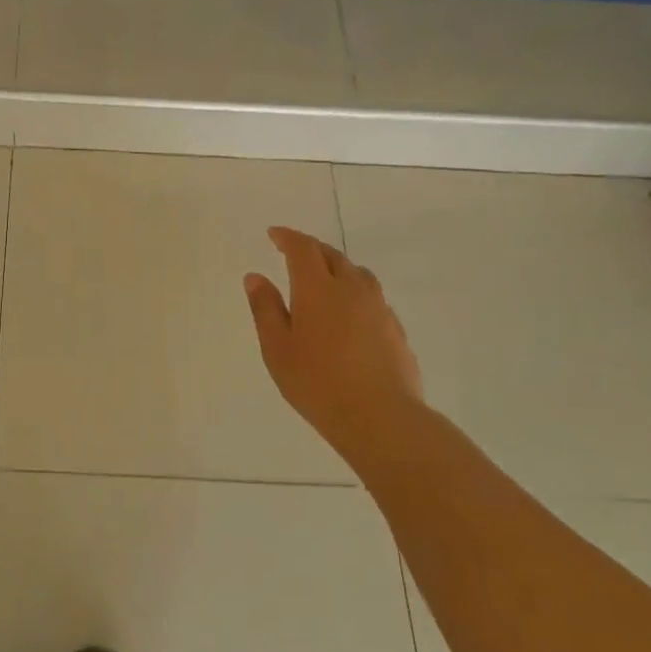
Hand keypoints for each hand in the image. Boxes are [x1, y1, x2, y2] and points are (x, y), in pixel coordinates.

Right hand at [244, 227, 422, 454]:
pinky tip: (349, 315)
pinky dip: (355, 292)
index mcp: (317, 288)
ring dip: (337, 267)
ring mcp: (378, 308)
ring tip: (324, 279)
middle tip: (294, 253)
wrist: (381, 417)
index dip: (287, 237)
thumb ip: (265, 309)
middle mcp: (351, 289)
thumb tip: (255, 277)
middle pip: (332, 255)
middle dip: (311, 249)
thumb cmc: (317, 382)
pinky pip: (372, 297)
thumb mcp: (277, 348)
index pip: (302, 249)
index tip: (274, 234)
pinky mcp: (395, 329)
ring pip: (357, 274)